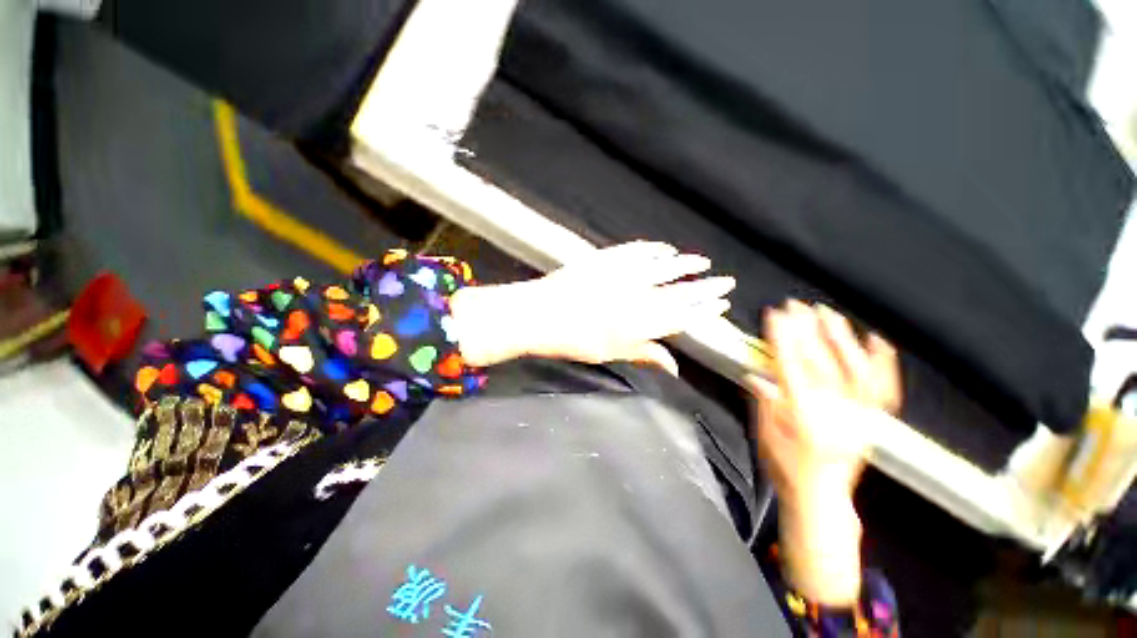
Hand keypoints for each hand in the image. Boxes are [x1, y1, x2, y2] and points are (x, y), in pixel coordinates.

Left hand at [450, 241, 734, 373]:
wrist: (538, 314)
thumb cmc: (572, 340)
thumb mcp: (610, 353)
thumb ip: (644, 354)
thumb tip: (674, 366)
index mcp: (639, 324)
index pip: (682, 315)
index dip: (703, 310)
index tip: (721, 304)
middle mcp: (636, 297)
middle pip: (680, 291)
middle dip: (706, 288)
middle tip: (726, 282)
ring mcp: (621, 274)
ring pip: (663, 267)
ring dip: (686, 264)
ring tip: (703, 262)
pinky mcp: (606, 258)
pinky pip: (637, 250)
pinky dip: (654, 248)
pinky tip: (665, 248)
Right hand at [747, 301, 900, 605]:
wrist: (823, 498)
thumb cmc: (787, 469)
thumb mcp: (765, 437)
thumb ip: (764, 403)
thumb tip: (755, 375)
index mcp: (803, 416)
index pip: (790, 367)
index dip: (781, 339)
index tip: (774, 317)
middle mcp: (834, 412)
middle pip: (819, 362)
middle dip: (805, 330)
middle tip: (795, 307)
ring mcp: (858, 415)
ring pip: (852, 370)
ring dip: (840, 338)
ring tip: (828, 313)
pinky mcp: (871, 420)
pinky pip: (882, 389)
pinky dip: (882, 364)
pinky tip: (878, 340)